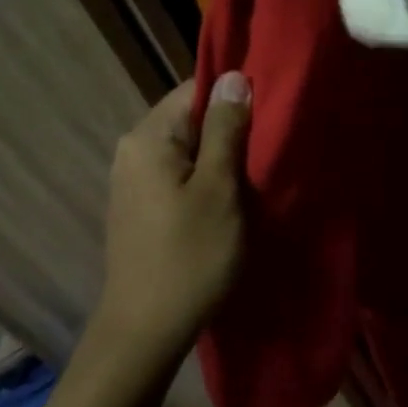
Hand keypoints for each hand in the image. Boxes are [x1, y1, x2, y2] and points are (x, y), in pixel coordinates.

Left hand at [78, 72, 250, 388]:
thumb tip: (235, 77)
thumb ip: (226, 129)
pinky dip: (208, 179)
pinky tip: (232, 199)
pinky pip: (181, 174)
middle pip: (192, 119)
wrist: (147, 329)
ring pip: (190, 149)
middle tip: (272, 148)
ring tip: (258, 173)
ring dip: (224, 157)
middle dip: (233, 129)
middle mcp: (133, 150)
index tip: (274, 113)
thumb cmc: (190, 255)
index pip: (197, 90)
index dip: (237, 96)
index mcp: (148, 138)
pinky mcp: (142, 206)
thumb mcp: (219, 188)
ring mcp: (134, 180)